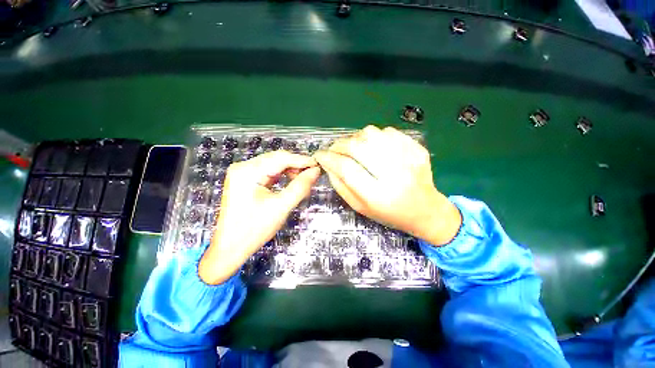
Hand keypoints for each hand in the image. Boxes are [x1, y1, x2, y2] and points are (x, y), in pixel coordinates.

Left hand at [199, 151, 320, 284]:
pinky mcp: (246, 181)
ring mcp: (243, 173)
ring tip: (305, 178)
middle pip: (276, 159)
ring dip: (290, 170)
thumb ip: (300, 187)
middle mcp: (243, 167)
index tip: (318, 164)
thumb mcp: (281, 207)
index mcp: (248, 171)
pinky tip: (292, 181)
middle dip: (296, 165)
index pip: (281, 158)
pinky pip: (269, 172)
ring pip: (274, 165)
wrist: (229, 249)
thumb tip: (315, 171)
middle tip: (314, 173)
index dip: (302, 160)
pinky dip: (282, 176)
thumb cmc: (253, 230)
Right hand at [313, 126, 460, 245]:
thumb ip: (340, 185)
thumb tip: (328, 163)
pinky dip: (374, 137)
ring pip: (371, 133)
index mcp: (378, 195)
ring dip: (355, 139)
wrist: (425, 210)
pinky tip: (374, 148)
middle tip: (334, 150)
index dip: (329, 158)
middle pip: (358, 146)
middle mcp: (395, 174)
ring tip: (354, 149)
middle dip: (339, 145)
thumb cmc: (389, 214)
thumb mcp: (360, 207)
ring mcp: (409, 158)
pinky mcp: (417, 149)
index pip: (346, 168)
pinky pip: (388, 131)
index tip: (319, 155)